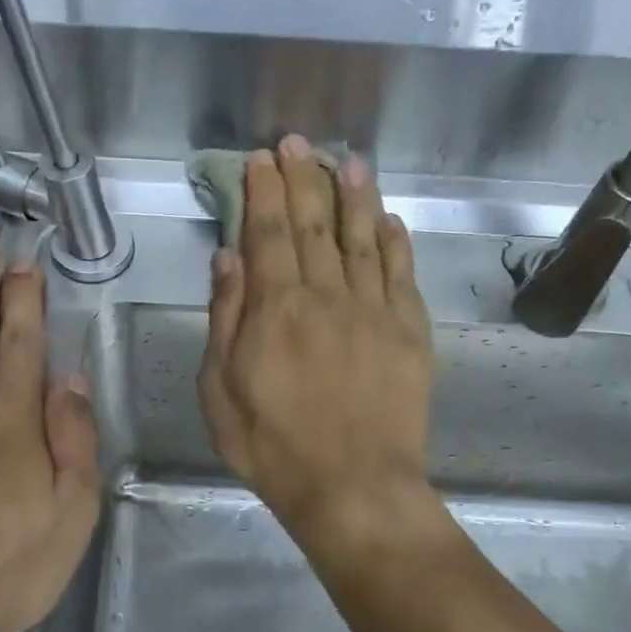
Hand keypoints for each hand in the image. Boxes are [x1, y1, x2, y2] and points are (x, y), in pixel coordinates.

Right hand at [198, 137, 432, 545]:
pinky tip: (389, 219)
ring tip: (347, 161)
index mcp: (276, 309)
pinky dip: (396, 242)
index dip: (262, 192)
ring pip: (363, 238)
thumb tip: (227, 260)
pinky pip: (403, 275)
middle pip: (313, 225)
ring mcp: (375, 311)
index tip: (260, 159)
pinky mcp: (410, 333)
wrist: (353, 488)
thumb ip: (225, 320)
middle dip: (302, 179)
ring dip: (354, 196)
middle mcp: (327, 296)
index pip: (266, 234)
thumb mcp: (220, 392)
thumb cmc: (273, 446)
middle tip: (297, 143)